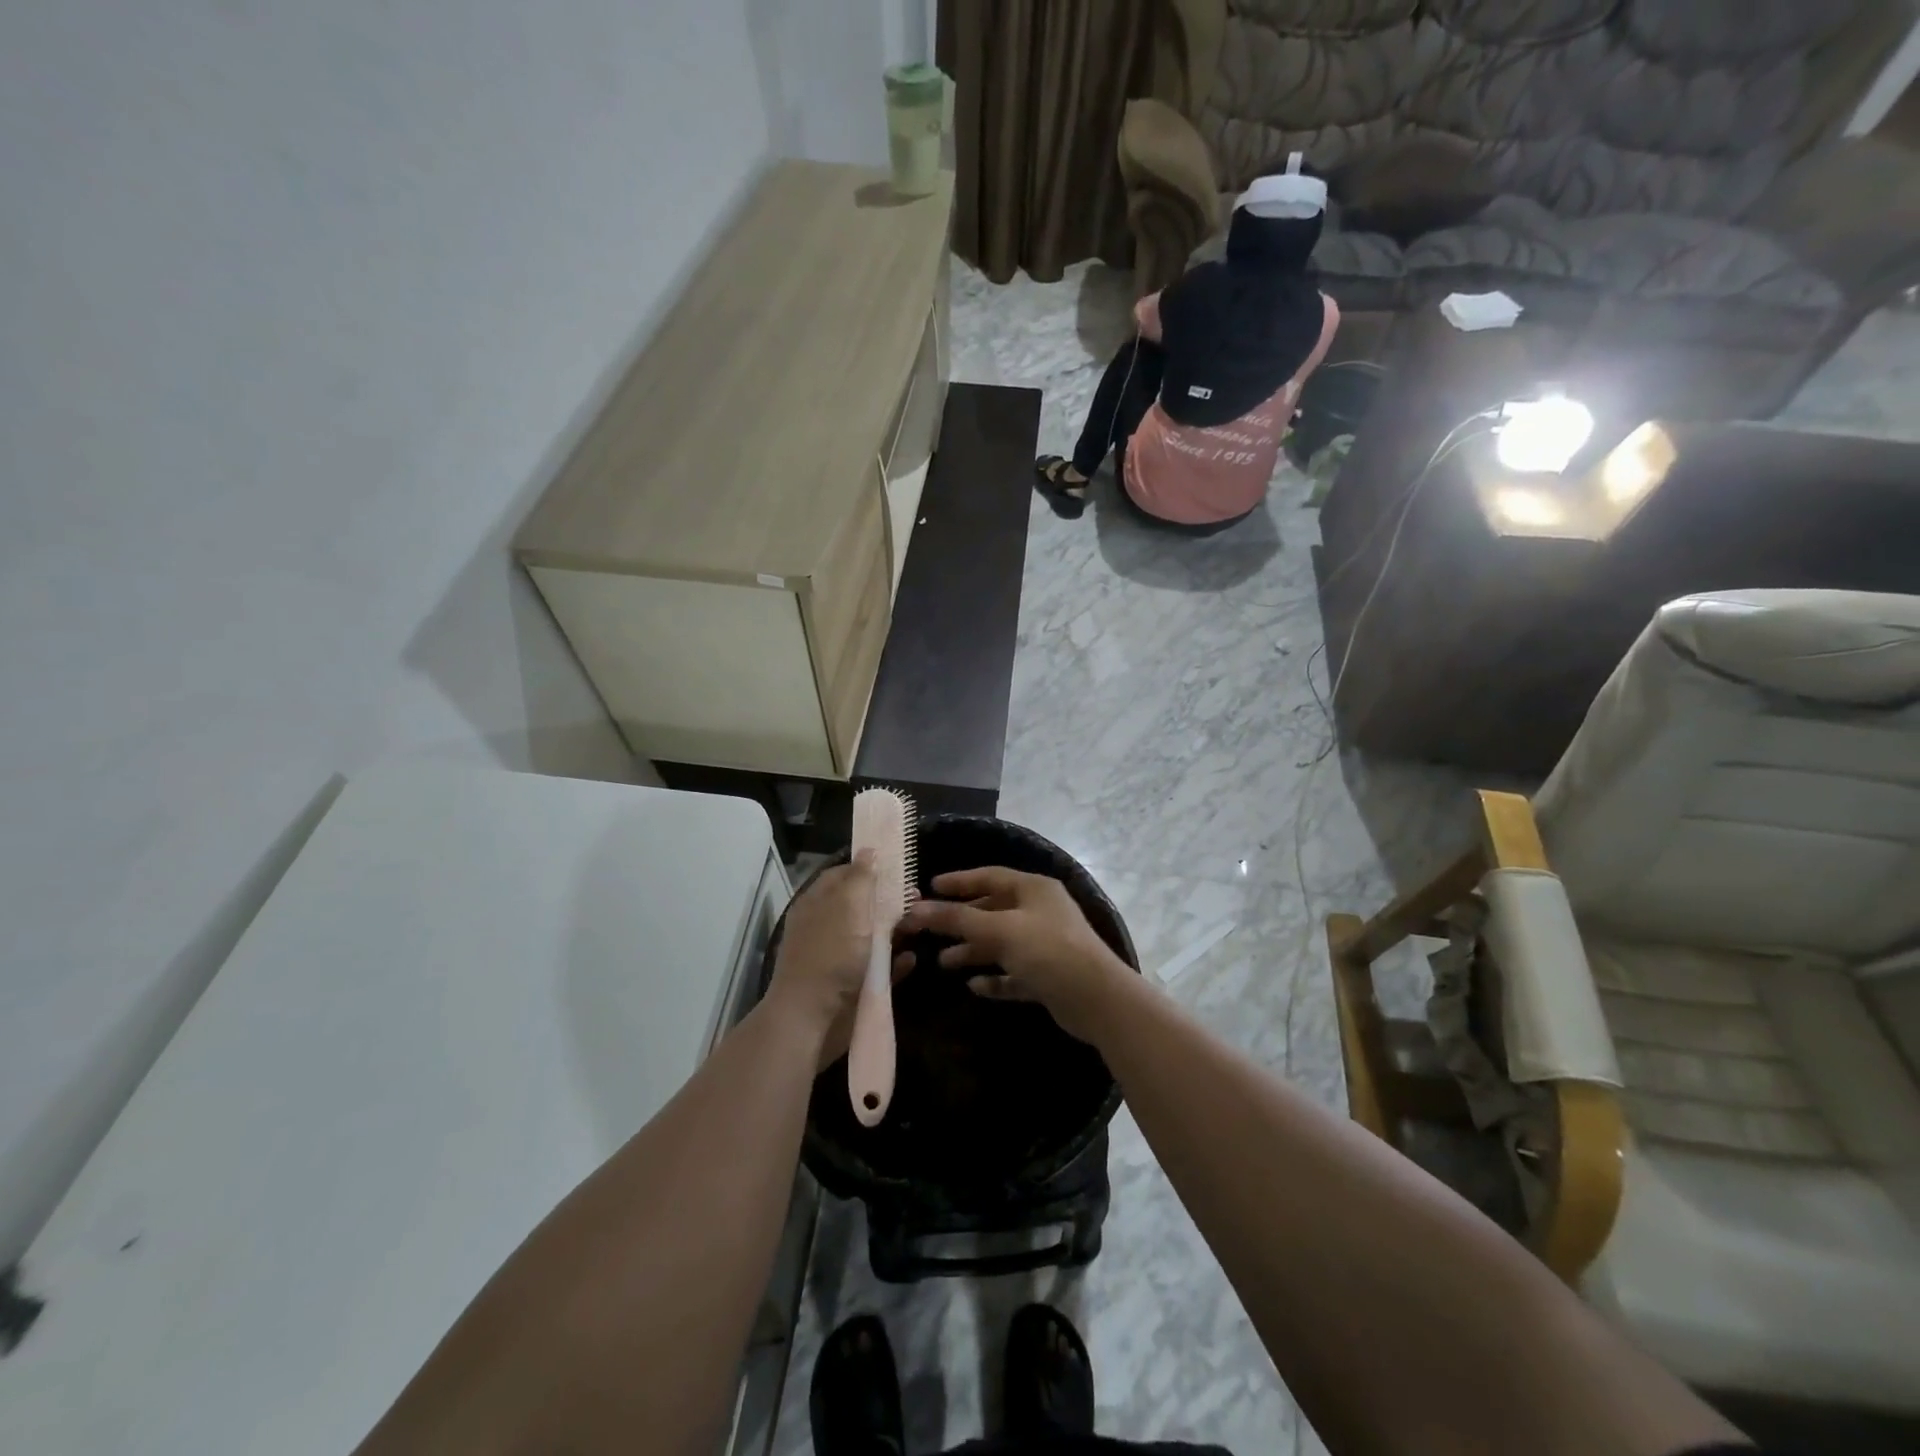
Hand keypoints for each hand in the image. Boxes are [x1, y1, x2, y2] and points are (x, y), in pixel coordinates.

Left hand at [766, 854, 910, 1067]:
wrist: (811, 1021)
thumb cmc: (830, 955)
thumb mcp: (847, 907)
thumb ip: (860, 878)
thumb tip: (868, 850)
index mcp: (818, 904)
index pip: (844, 874)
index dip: (870, 868)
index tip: (899, 867)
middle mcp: (827, 927)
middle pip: (862, 906)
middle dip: (890, 901)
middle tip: (918, 899)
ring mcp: (839, 958)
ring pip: (873, 937)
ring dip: (897, 931)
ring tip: (922, 926)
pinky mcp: (852, 987)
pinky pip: (879, 970)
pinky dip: (895, 963)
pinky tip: (912, 959)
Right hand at [900, 867, 1132, 1042]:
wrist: (1097, 999)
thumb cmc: (1048, 950)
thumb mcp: (999, 930)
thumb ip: (957, 919)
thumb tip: (915, 910)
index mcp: (1033, 889)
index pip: (990, 877)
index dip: (959, 881)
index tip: (930, 887)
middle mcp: (1040, 912)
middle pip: (993, 910)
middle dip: (962, 921)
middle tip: (929, 930)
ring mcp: (1045, 944)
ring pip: (1001, 943)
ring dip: (974, 950)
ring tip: (944, 962)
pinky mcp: (1048, 975)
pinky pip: (1014, 973)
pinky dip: (994, 978)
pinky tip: (974, 986)